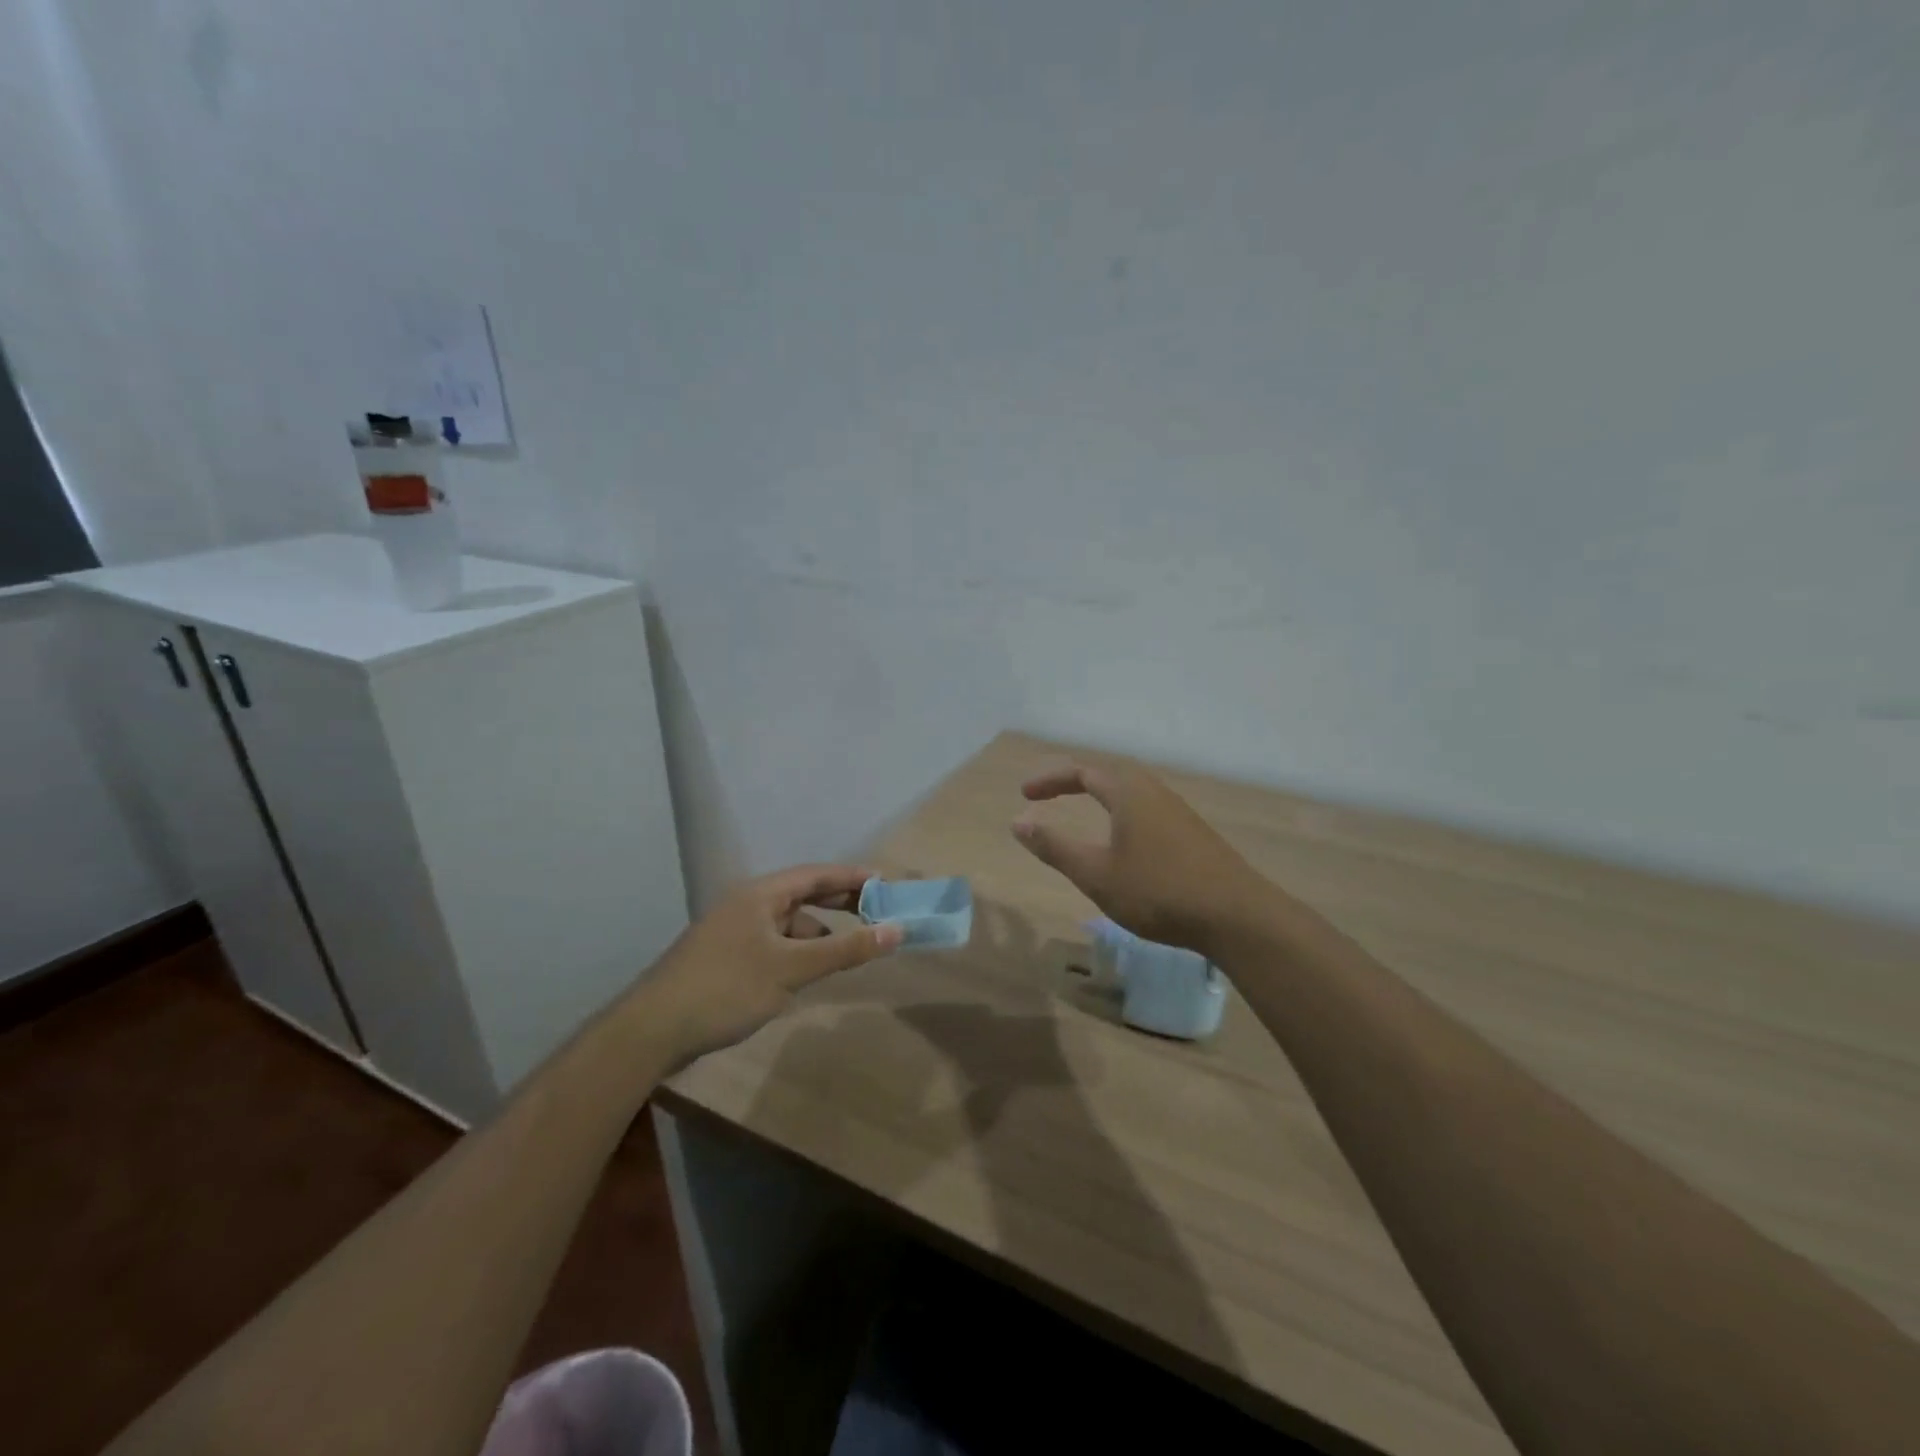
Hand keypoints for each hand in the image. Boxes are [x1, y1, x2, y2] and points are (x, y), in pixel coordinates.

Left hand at [643, 864, 903, 1065]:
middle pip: (803, 895)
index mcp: (761, 894)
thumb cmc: (726, 988)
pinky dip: (796, 954)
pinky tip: (805, 977)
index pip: (817, 874)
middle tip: (877, 913)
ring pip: (788, 924)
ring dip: (818, 935)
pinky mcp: (726, 958)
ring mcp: (734, 931)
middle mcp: (747, 904)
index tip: (886, 883)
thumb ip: (845, 949)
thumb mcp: (791, 969)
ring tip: (846, 956)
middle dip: (839, 904)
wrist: (652, 1030)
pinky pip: (774, 945)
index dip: (853, 876)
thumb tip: (897, 930)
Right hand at [1012, 761, 1270, 953]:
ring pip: (1132, 791)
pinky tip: (1124, 841)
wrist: (1237, 916)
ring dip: (1102, 794)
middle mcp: (1154, 792)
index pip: (1082, 771)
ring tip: (1083, 812)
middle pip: (1109, 774)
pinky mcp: (1193, 834)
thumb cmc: (1158, 891)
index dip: (1050, 779)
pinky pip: (1147, 808)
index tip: (1024, 794)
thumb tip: (1018, 821)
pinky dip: (1122, 811)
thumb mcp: (1096, 874)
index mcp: (1128, 793)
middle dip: (1075, 780)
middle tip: (1049, 794)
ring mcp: (1178, 812)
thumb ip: (1055, 847)